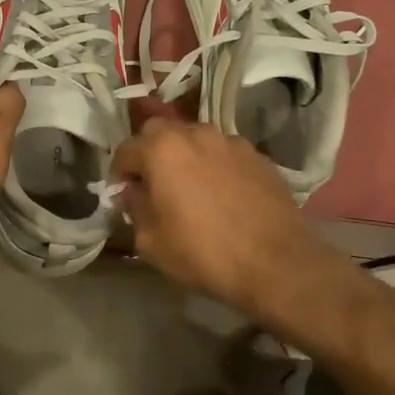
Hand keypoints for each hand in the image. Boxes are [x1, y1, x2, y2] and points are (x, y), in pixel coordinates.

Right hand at [110, 105, 344, 319]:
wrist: (276, 263)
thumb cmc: (203, 253)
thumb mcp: (150, 241)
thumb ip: (134, 208)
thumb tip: (133, 192)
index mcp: (162, 149)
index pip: (125, 149)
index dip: (118, 173)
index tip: (121, 194)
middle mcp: (195, 133)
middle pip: (159, 132)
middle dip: (149, 152)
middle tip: (152, 184)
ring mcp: (230, 141)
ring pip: (194, 138)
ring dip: (183, 155)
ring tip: (189, 187)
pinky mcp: (257, 155)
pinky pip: (223, 153)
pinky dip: (214, 165)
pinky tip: (221, 194)